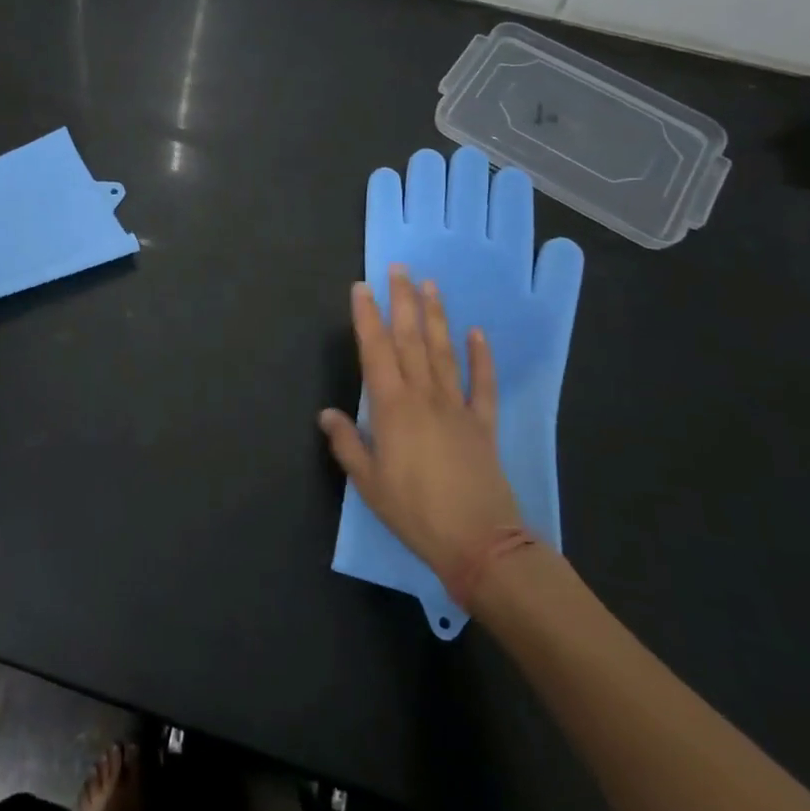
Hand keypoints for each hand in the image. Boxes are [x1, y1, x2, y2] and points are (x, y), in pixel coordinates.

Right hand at [319, 266, 522, 590]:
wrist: (479, 542)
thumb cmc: (415, 512)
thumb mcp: (369, 483)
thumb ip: (347, 443)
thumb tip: (327, 413)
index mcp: (392, 407)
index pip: (375, 351)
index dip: (367, 317)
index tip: (361, 287)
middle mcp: (424, 396)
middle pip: (411, 340)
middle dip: (402, 301)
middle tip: (400, 268)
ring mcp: (457, 406)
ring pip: (444, 352)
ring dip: (436, 316)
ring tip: (431, 285)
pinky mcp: (483, 424)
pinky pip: (482, 384)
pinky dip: (481, 357)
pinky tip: (477, 333)